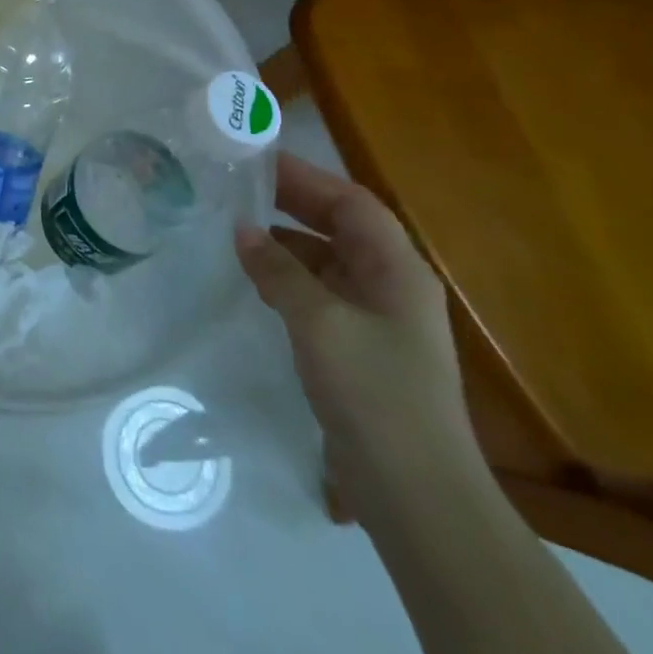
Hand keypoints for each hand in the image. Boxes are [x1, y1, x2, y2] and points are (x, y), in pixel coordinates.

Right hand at [235, 154, 481, 508]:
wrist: (416, 493)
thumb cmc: (374, 393)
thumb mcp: (319, 323)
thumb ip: (279, 271)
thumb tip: (242, 229)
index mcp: (397, 269)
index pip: (351, 202)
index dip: (307, 177)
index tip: (258, 160)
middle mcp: (391, 284)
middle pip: (340, 226)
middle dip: (293, 203)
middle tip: (239, 187)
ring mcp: (377, 318)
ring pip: (327, 260)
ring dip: (287, 242)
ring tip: (236, 228)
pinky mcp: (359, 347)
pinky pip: (320, 293)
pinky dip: (288, 278)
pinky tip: (255, 280)